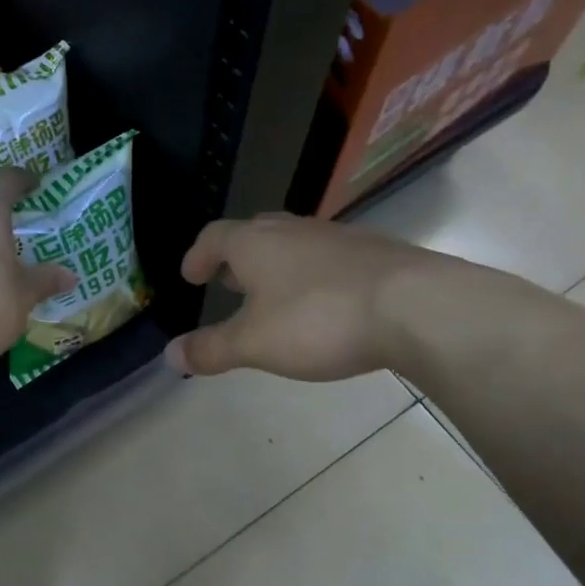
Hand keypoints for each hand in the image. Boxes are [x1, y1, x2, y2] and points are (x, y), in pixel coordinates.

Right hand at [165, 214, 438, 380]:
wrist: (415, 306)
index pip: (214, 237)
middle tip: (227, 282)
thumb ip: (211, 349)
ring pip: (294, 244)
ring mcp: (337, 237)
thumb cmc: (318, 320)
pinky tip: (324, 304)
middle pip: (254, 234)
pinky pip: (328, 258)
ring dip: (276, 266)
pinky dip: (313, 276)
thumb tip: (169, 354)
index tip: (191, 276)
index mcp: (255, 244)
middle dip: (236, 258)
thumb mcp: (255, 343)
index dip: (197, 256)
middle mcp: (293, 230)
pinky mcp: (374, 252)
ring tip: (273, 296)